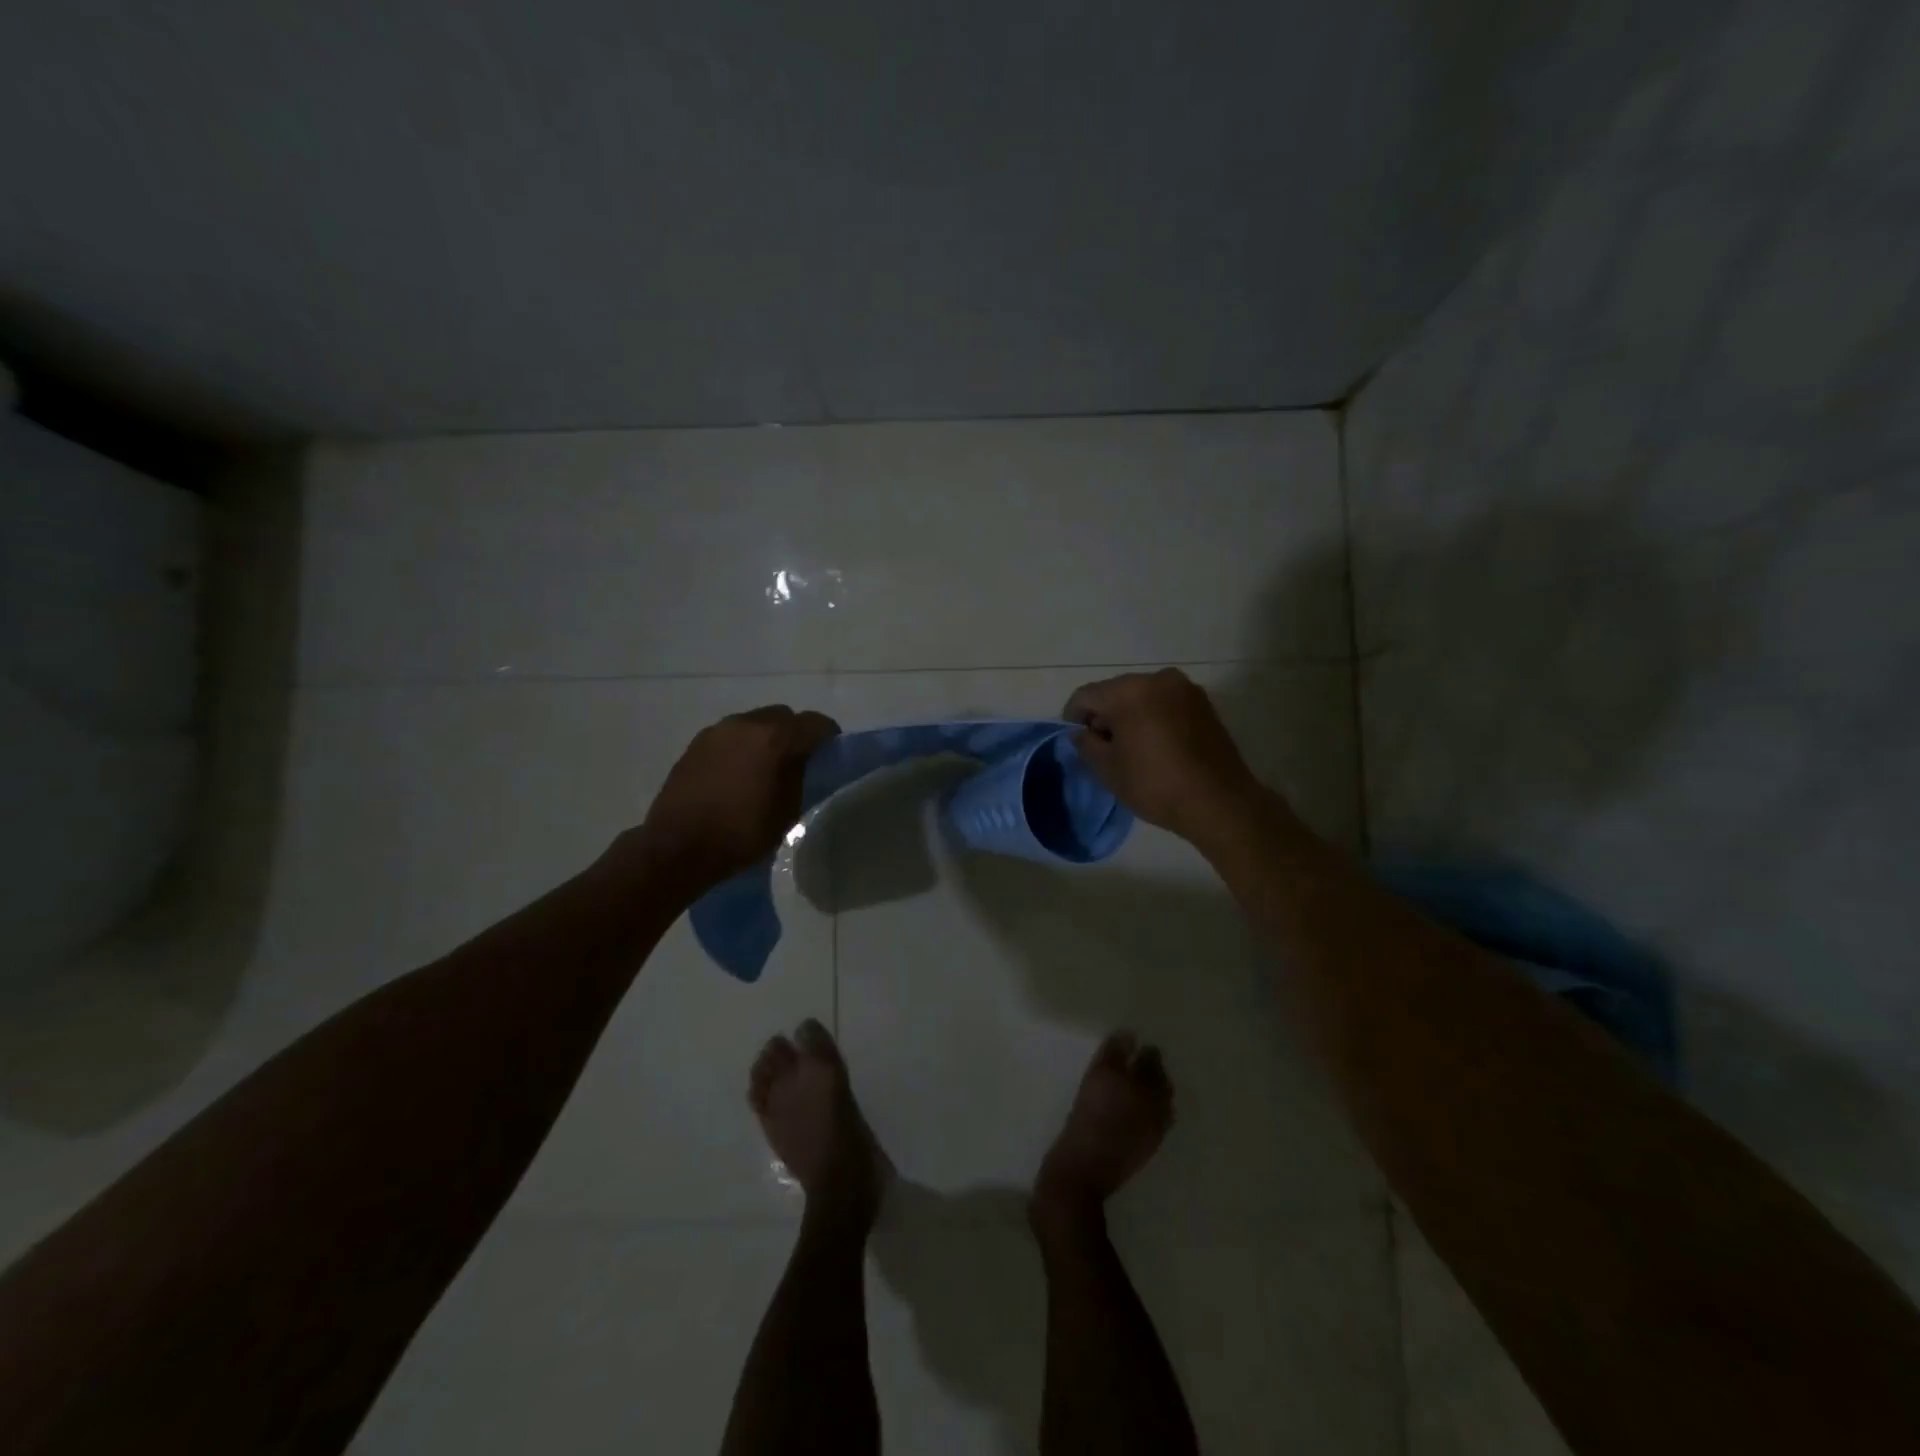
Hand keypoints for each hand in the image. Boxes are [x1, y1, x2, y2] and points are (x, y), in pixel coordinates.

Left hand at [641, 705, 839, 886]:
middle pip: (782, 716)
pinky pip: (730, 736)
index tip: (831, 754)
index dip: (828, 737)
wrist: (677, 847)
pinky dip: (741, 747)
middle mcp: (746, 724)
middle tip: (797, 761)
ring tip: (765, 768)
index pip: (815, 723)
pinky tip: (738, 774)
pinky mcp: (696, 744)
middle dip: (794, 733)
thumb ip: (800, 776)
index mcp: (775, 738)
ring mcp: (717, 731)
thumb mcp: (787, 811)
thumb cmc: (741, 833)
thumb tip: (802, 762)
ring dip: (765, 739)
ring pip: (753, 724)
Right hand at [1064, 669, 1263, 842]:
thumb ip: (1086, 744)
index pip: (1086, 695)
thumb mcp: (1108, 769)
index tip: (1076, 741)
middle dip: (1104, 715)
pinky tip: (1156, 746)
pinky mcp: (1204, 704)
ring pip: (1142, 696)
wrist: (1219, 802)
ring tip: (1132, 749)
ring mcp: (1185, 689)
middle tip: (1103, 748)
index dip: (1073, 717)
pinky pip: (1166, 704)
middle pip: (1115, 691)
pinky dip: (1154, 718)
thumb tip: (1081, 733)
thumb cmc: (1155, 785)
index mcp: (1129, 691)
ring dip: (1130, 716)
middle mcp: (1157, 679)